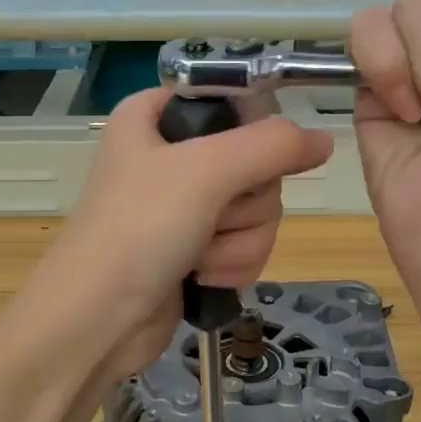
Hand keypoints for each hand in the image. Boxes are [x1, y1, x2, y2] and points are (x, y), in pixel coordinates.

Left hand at [35, 87, 332, 377]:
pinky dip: (232, 263)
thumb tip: (324, 140)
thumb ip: (272, 146)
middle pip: (255, 163)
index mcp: (156, 117)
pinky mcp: (195, 249)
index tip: (248, 159)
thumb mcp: (206, 171)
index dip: (251, 130)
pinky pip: (245, 244)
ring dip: (239, 241)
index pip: (232, 101)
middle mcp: (171, 156)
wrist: (96, 320)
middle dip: (245, 203)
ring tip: (199, 256)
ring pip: (257, 210)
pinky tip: (203, 277)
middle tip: (212, 216)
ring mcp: (184, 207)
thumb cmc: (140, 229)